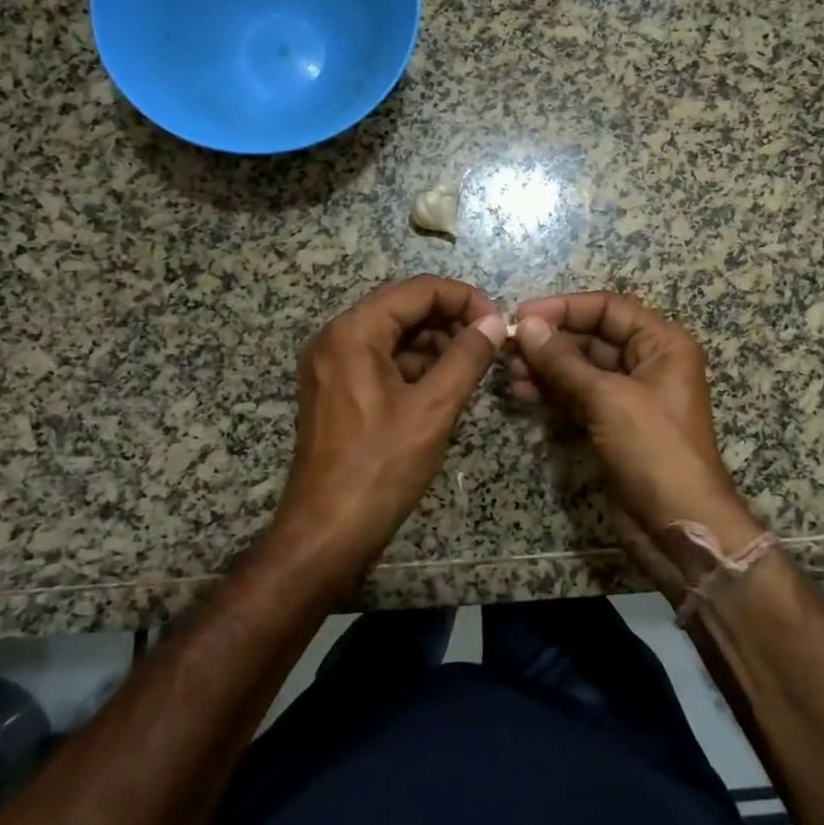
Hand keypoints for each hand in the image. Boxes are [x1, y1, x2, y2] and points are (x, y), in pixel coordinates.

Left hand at [274, 275, 505, 588]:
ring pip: (395, 335)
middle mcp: (336, 337)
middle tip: (490, 346)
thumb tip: (493, 323)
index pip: (419, 290)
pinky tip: (445, 387)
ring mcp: (332, 364)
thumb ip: (467, 357)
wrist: (326, 534)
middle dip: (451, 321)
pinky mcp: (336, 390)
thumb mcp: (433, 409)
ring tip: (473, 368)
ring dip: (436, 344)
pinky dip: (415, 366)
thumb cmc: (380, 468)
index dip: (464, 299)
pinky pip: (382, 361)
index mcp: (354, 331)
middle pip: (404, 308)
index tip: (497, 325)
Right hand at [508, 292, 763, 590]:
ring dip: (545, 368)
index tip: (523, 314)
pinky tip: (522, 393)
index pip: (609, 308)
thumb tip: (526, 325)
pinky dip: (552, 393)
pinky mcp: (612, 425)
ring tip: (509, 373)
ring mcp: (629, 396)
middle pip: (592, 337)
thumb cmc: (654, 450)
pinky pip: (577, 397)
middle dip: (550, 341)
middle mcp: (648, 363)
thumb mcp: (608, 399)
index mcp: (663, 344)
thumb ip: (564, 361)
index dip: (565, 308)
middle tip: (508, 348)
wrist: (678, 527)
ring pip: (580, 369)